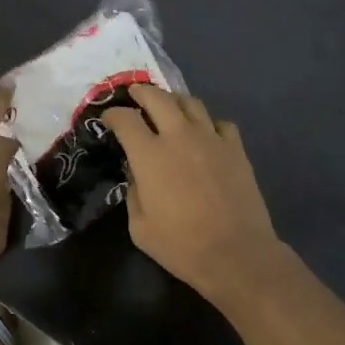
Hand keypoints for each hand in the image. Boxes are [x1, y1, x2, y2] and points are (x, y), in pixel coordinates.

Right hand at [101, 84, 286, 304]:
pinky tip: (205, 134)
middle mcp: (179, 136)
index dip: (113, 114)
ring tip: (168, 107)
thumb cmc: (181, 245)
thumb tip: (137, 173)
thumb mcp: (140, 227)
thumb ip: (134, 192)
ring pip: (191, 103)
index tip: (109, 119)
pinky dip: (208, 123)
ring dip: (174, 100)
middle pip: (158, 97)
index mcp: (149, 155)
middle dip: (141, 92)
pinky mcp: (236, 149)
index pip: (125, 119)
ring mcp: (211, 139)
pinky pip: (220, 123)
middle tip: (135, 94)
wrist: (235, 252)